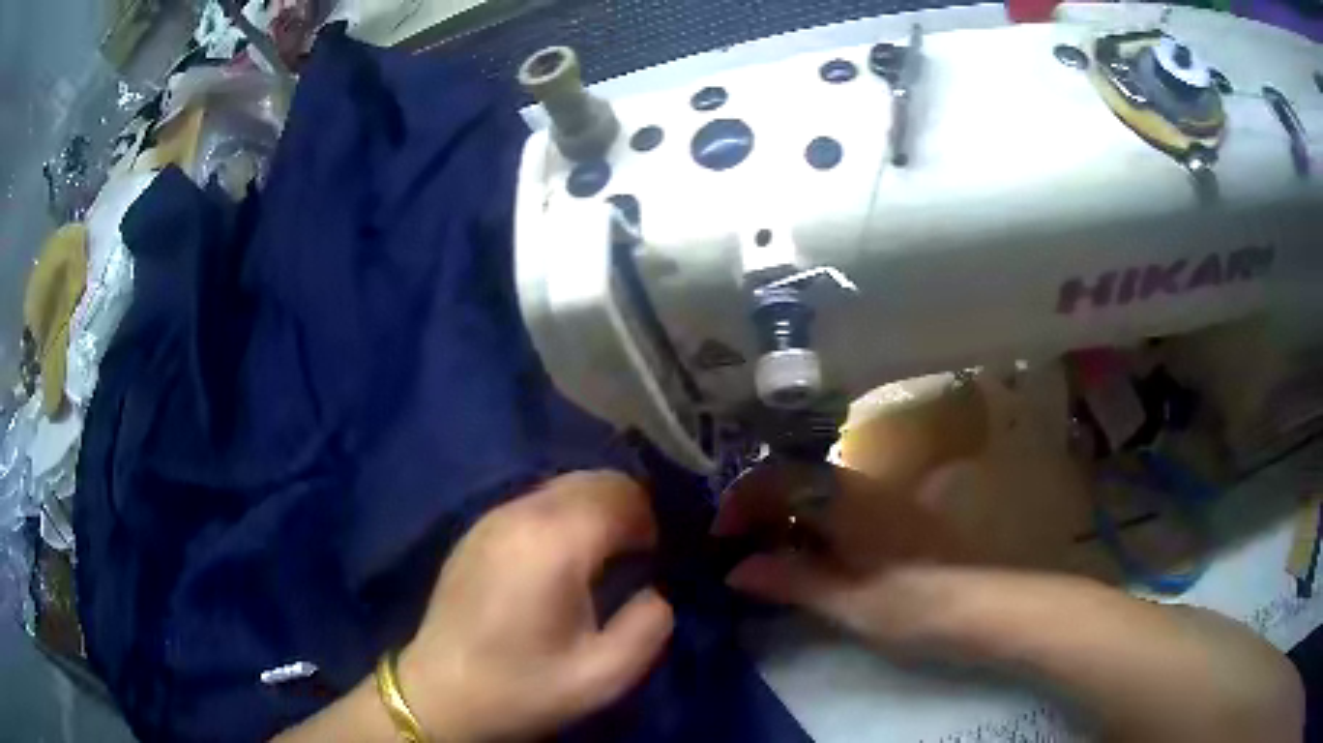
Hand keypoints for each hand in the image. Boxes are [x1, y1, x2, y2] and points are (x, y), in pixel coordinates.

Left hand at [399, 471, 673, 741]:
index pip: (623, 496)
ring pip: (562, 486)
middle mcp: (521, 514)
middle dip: (627, 507)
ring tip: (602, 557)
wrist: (441, 694)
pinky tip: (560, 560)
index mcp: (555, 543)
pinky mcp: (475, 529)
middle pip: (593, 481)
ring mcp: (492, 517)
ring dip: (594, 509)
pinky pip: (534, 502)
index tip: (657, 559)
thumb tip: (655, 589)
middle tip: (637, 555)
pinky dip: (563, 515)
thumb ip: (649, 626)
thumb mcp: (604, 675)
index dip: (652, 521)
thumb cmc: (523, 687)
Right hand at [715, 460, 977, 650]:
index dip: (739, 503)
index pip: (775, 479)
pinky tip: (808, 559)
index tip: (719, 540)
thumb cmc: (910, 604)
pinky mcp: (894, 516)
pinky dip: (811, 527)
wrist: (979, 604)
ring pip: (816, 494)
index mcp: (843, 499)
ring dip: (784, 519)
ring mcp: (880, 498)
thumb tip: (734, 570)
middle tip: (737, 551)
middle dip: (758, 510)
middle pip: (794, 481)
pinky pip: (838, 508)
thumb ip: (789, 579)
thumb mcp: (844, 601)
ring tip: (767, 559)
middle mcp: (859, 487)